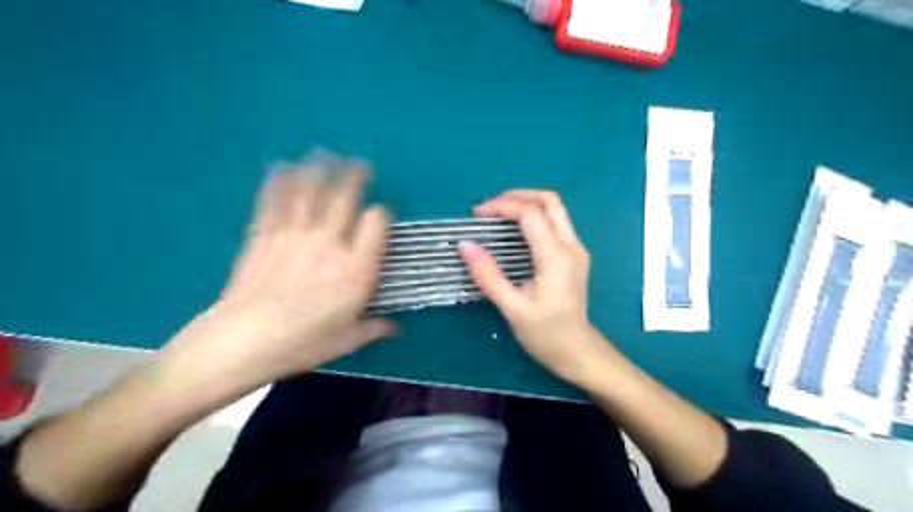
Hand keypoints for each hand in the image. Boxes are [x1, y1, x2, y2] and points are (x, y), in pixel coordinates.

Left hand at [154, 158, 396, 393]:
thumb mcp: (347, 340)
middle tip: (360, 165)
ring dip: (321, 169)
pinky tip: (284, 166)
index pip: (376, 223)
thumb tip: (394, 327)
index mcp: (356, 268)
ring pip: (311, 190)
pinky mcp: (264, 234)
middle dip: (355, 176)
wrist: (242, 341)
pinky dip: (280, 180)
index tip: (379, 216)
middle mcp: (329, 243)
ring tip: (327, 155)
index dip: (380, 214)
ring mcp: (295, 235)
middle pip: (345, 197)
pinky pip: (275, 200)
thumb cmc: (302, 343)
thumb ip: (374, 327)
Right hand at [460, 190, 604, 382]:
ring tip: (498, 215)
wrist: (578, 353)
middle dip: (518, 195)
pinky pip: (555, 223)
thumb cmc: (546, 335)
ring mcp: (576, 250)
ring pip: (555, 209)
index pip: (531, 214)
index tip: (477, 214)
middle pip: (550, 201)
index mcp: (556, 258)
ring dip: (527, 204)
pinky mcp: (574, 256)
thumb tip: (465, 246)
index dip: (502, 207)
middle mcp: (571, 246)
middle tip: (490, 207)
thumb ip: (488, 276)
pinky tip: (515, 231)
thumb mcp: (513, 309)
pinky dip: (534, 217)